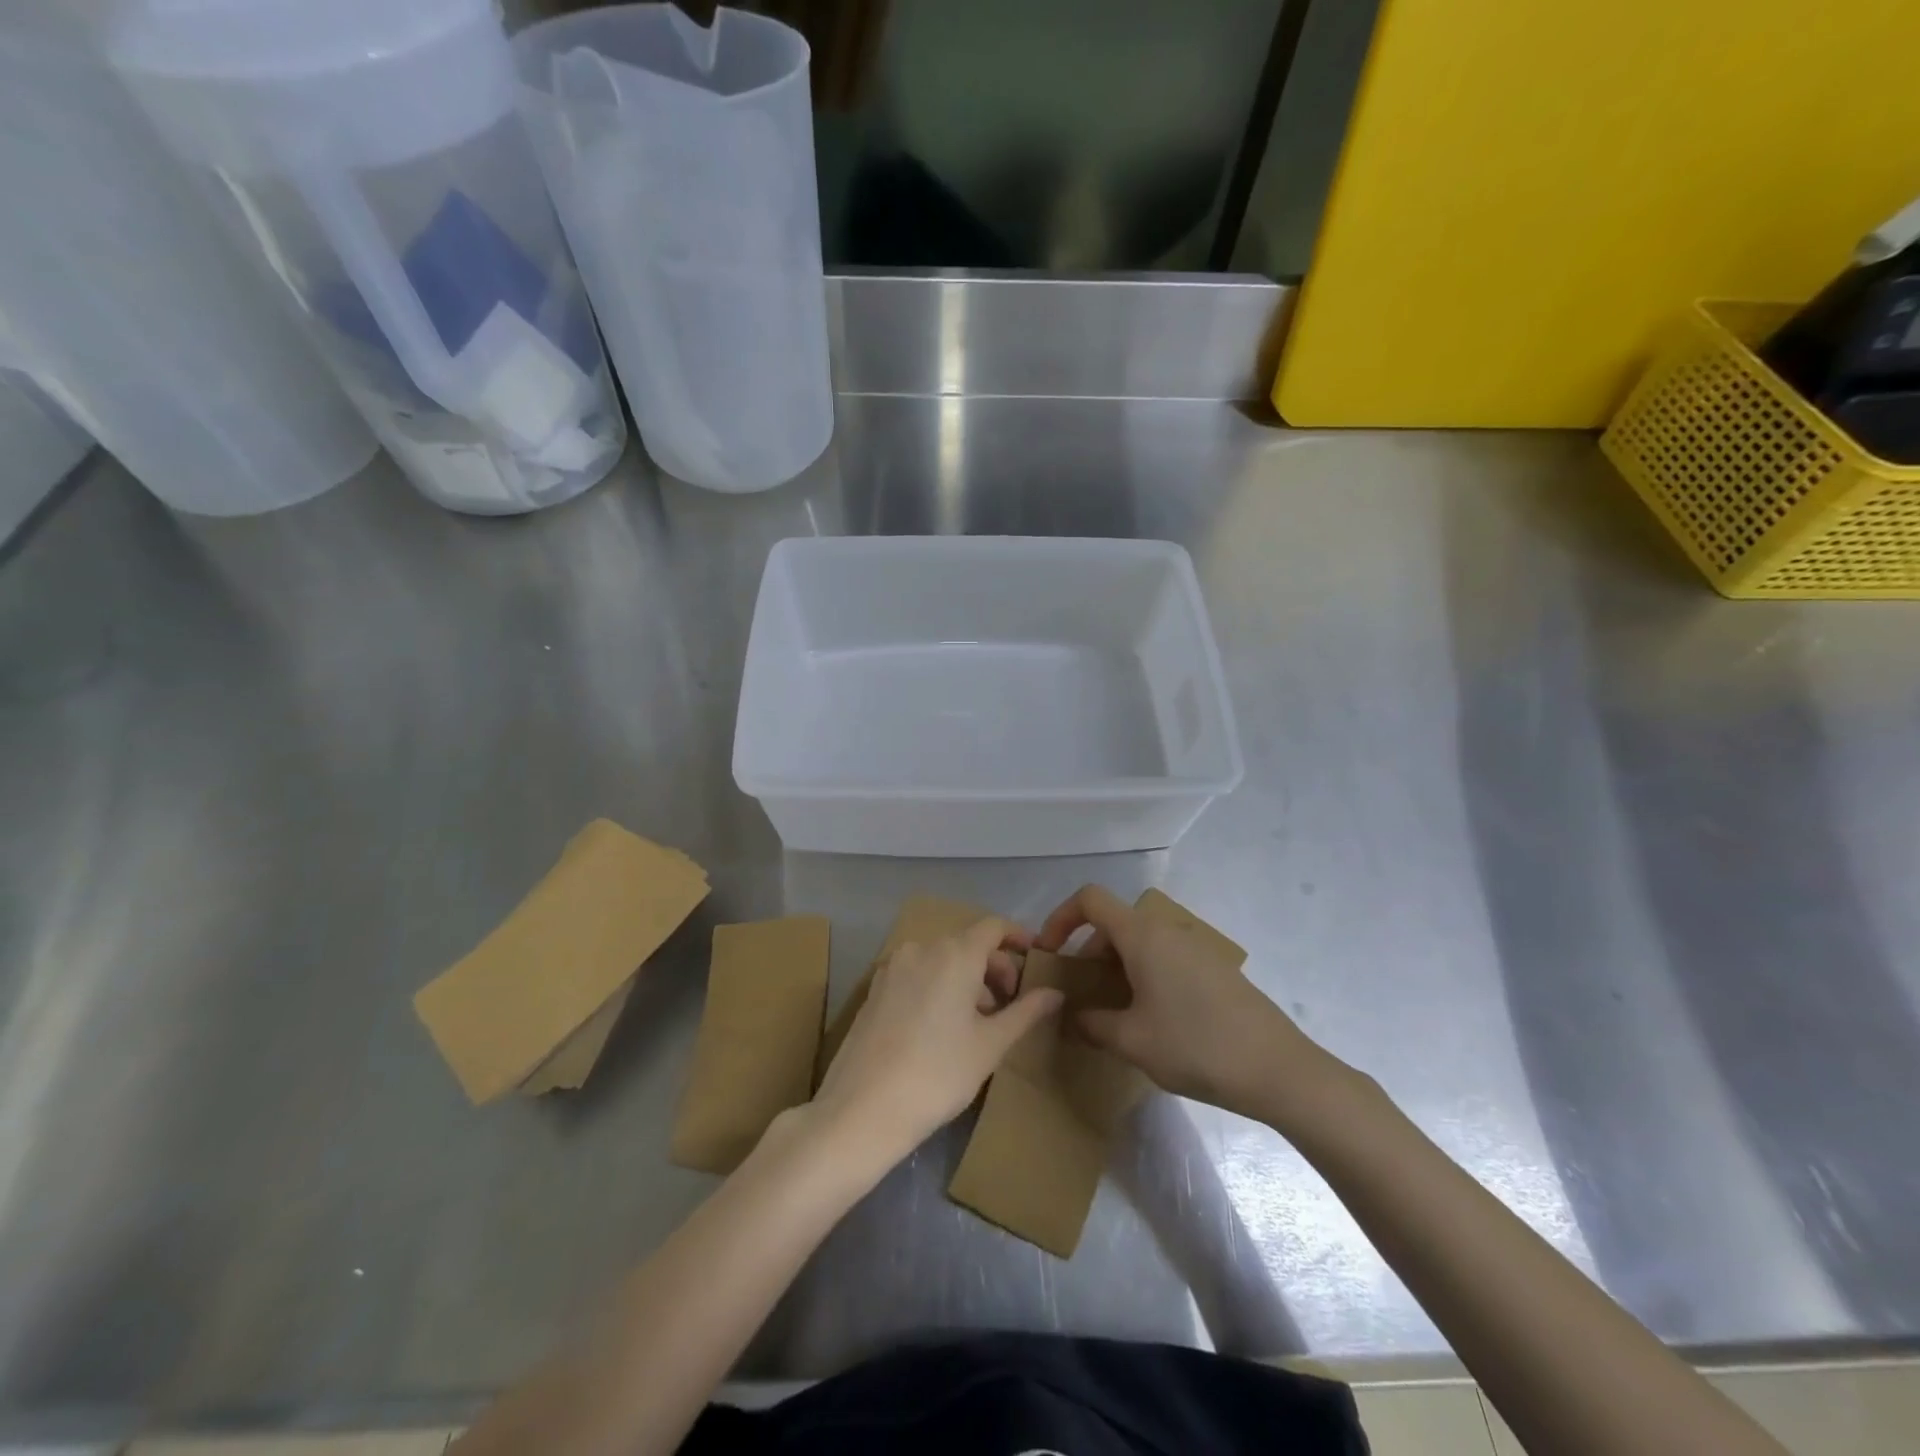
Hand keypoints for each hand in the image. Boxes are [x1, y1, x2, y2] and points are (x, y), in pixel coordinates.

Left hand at [813, 917, 1064, 1163]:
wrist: (862, 1108)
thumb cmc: (938, 1074)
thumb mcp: (990, 1045)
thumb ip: (1025, 1012)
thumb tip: (1055, 992)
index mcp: (954, 953)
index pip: (993, 927)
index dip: (1018, 937)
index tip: (1036, 958)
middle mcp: (921, 948)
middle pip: (967, 943)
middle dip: (994, 967)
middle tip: (1011, 1005)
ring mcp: (893, 966)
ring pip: (941, 959)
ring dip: (967, 979)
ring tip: (978, 1022)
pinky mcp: (875, 988)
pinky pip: (917, 973)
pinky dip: (938, 985)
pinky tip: (943, 1026)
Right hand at [1036, 885, 1339, 1122]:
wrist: (1278, 1069)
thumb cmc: (1196, 1047)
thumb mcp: (1132, 1041)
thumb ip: (1092, 1023)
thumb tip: (1072, 1015)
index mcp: (1142, 936)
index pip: (1090, 899)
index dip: (1060, 918)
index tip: (1049, 953)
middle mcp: (1168, 931)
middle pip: (1114, 924)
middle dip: (1087, 953)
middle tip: (1079, 995)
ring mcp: (1195, 948)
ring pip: (1140, 943)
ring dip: (1116, 967)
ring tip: (1111, 1011)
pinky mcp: (1215, 969)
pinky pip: (1164, 958)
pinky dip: (1143, 975)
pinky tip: (1151, 1018)